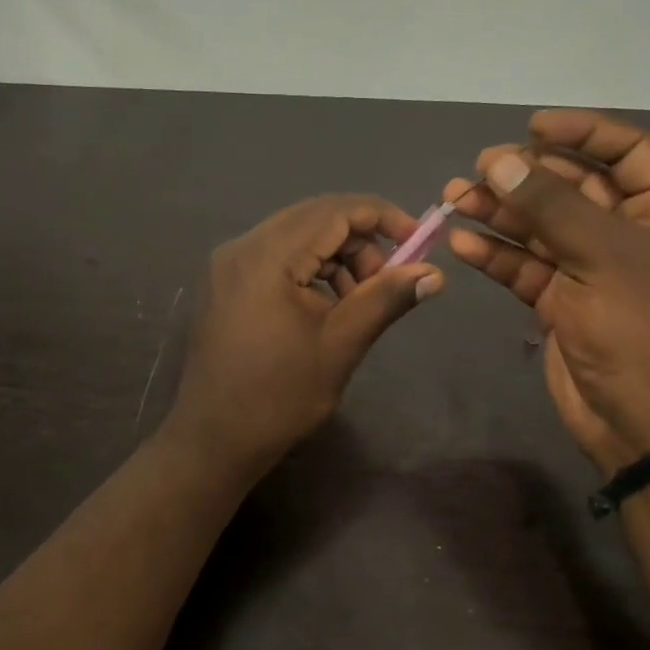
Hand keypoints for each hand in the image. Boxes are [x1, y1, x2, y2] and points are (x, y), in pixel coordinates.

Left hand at [168, 194, 444, 471]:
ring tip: (359, 301)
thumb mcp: (341, 344)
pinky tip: (328, 306)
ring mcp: (228, 265)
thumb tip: (435, 274)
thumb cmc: (280, 396)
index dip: (382, 217)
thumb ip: (386, 298)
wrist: (214, 439)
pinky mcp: (225, 284)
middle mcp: (241, 247)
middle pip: (313, 219)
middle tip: (389, 280)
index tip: (419, 241)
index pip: (334, 211)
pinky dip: (309, 270)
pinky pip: (276, 258)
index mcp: (267, 256)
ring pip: (296, 238)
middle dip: (360, 241)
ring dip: (336, 257)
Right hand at [445, 109, 649, 470]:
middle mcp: (634, 232)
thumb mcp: (601, 255)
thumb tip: (499, 160)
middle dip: (526, 176)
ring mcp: (595, 268)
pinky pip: (526, 266)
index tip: (530, 126)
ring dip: (500, 213)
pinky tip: (462, 242)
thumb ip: (548, 204)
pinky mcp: (562, 301)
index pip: (628, 151)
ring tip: (453, 198)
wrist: (643, 420)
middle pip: (575, 188)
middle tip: (478, 168)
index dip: (581, 132)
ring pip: (542, 227)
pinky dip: (496, 254)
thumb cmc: (642, 327)